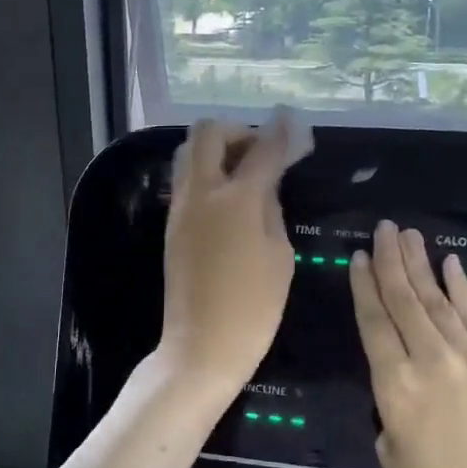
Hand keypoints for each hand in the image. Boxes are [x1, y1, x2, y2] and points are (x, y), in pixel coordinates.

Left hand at [158, 109, 309, 396]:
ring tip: (245, 172)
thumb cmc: (253, 307)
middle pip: (208, 132)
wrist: (201, 345)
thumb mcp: (279, 255)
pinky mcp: (171, 224)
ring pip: (189, 152)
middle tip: (262, 151)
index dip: (282, 132)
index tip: (295, 122)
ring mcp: (180, 207)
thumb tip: (265, 183)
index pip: (262, 149)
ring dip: (217, 149)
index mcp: (236, 199)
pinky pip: (186, 179)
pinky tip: (229, 196)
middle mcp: (201, 192)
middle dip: (238, 131)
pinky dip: (207, 172)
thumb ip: (271, 208)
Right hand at [349, 221, 466, 467]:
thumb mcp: (393, 456)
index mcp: (394, 386)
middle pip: (404, 300)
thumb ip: (390, 413)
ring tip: (409, 234)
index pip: (374, 322)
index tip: (359, 256)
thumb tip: (401, 393)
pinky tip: (452, 264)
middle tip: (384, 227)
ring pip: (437, 301)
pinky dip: (462, 288)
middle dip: (392, 260)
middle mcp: (429, 361)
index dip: (365, 286)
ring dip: (422, 265)